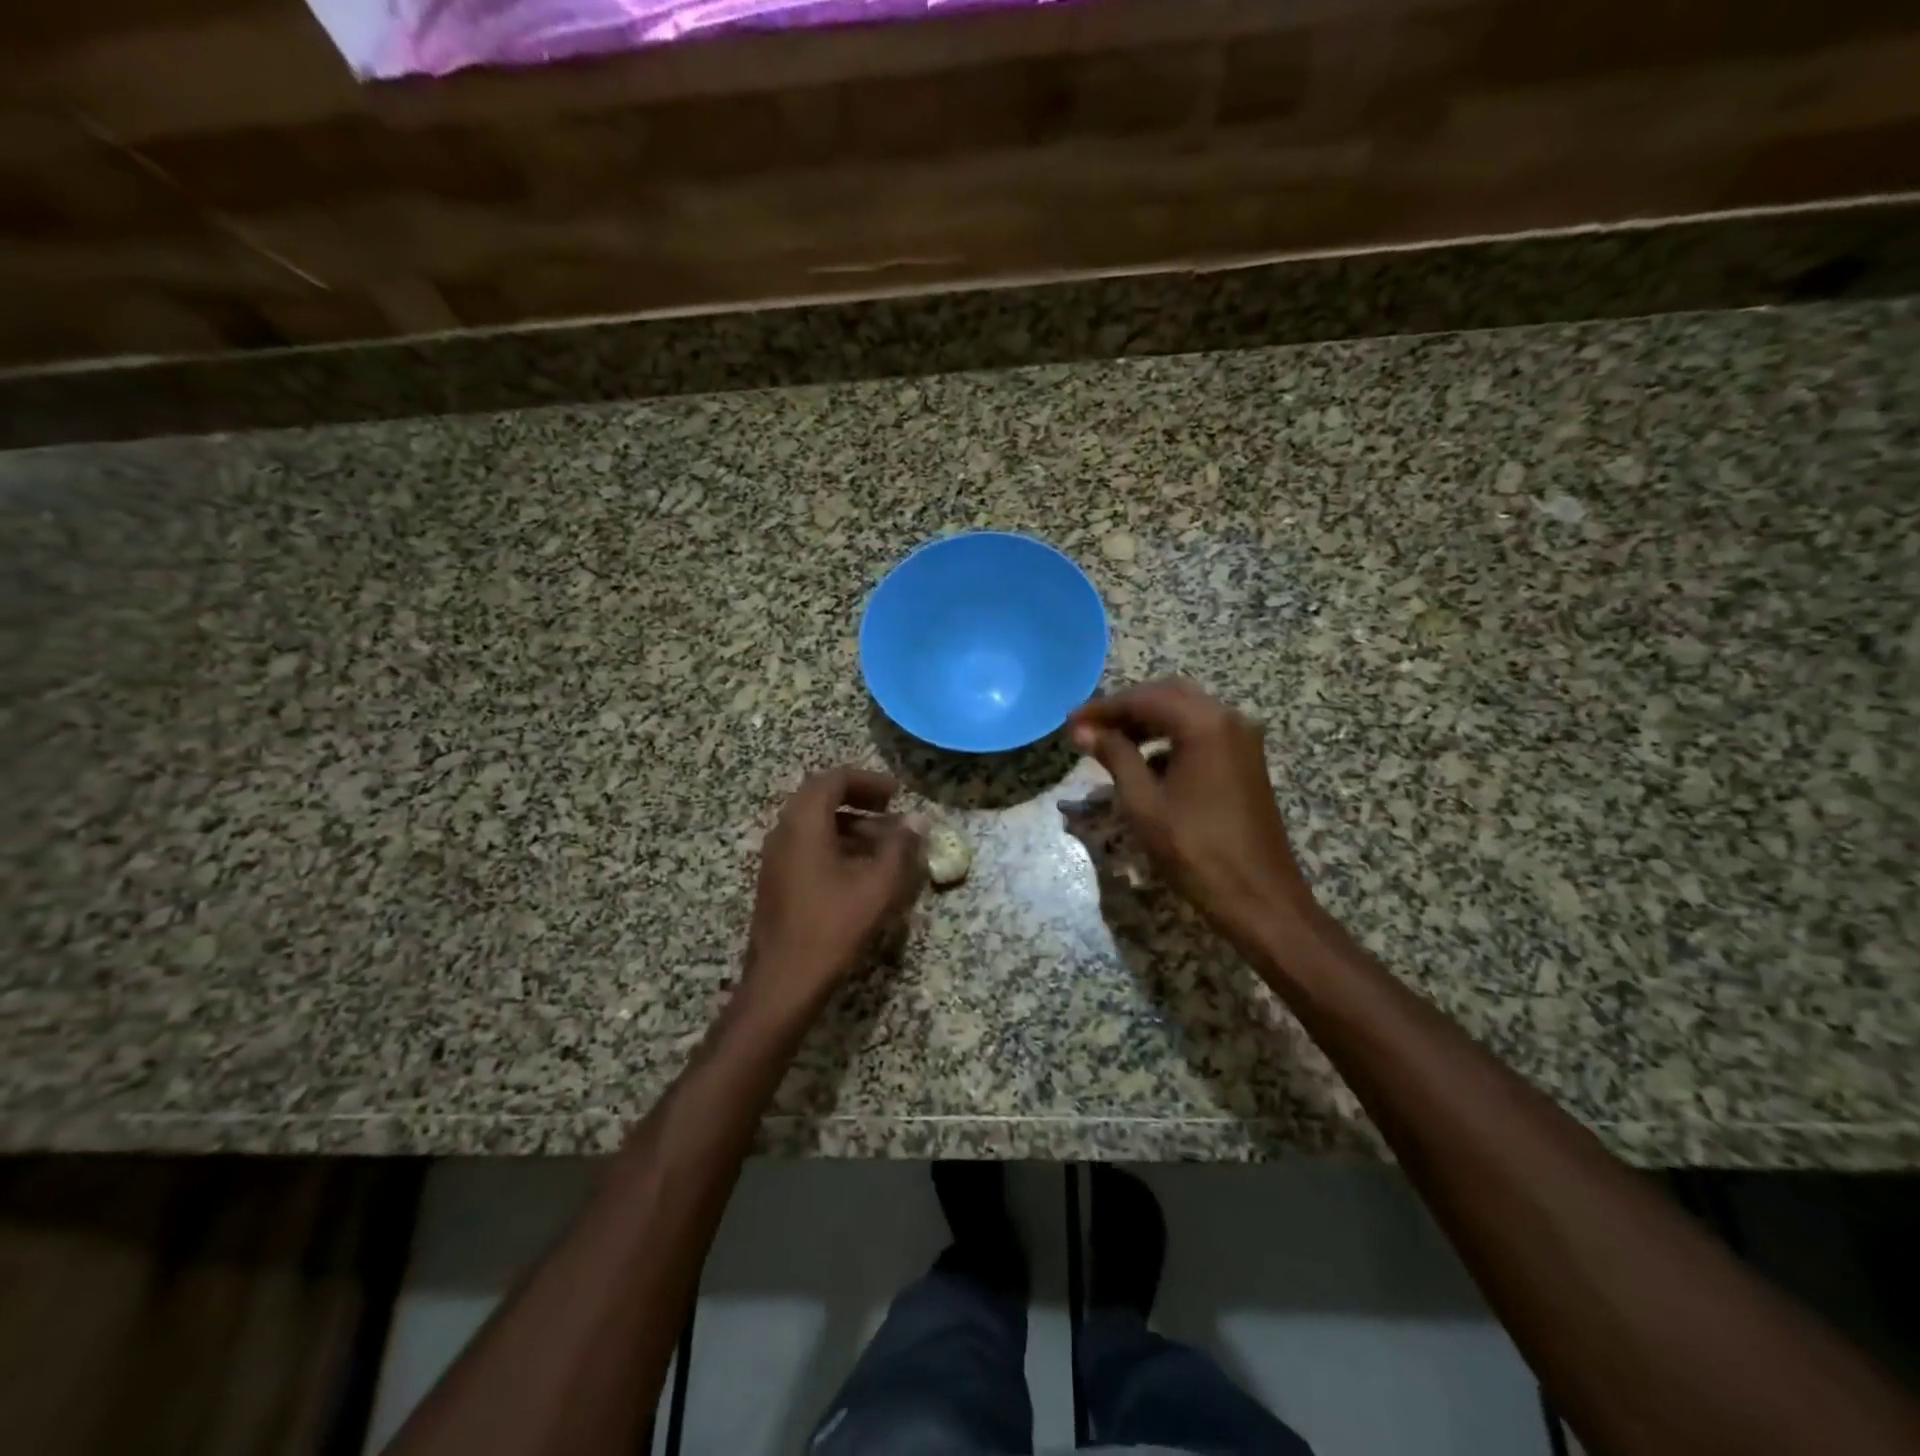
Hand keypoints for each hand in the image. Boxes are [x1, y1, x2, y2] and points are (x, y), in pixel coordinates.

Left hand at [743, 767, 924, 1015]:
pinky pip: (808, 848)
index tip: (897, 794)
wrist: (783, 981)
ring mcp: (776, 858)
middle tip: (892, 812)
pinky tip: (862, 872)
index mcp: (804, 823)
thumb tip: (918, 822)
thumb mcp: (877, 885)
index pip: (834, 780)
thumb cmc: (832, 926)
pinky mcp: (777, 882)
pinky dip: (837, 846)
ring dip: (851, 826)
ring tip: (886, 845)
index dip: (869, 781)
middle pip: (821, 799)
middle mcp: (784, 832)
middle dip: (860, 801)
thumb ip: (901, 847)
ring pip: (815, 825)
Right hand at [1068, 680, 1314, 951]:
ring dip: (1148, 722)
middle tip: (1089, 727)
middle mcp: (1229, 719)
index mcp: (1204, 724)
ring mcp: (1242, 740)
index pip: (1144, 699)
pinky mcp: (1246, 761)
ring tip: (1110, 743)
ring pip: (1187, 712)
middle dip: (1126, 708)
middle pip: (1169, 695)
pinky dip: (1170, 737)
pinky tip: (1146, 762)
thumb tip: (1084, 730)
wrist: (1258, 898)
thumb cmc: (1194, 850)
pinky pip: (1202, 733)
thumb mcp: (1143, 803)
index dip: (1103, 708)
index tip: (1070, 721)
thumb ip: (1114, 756)